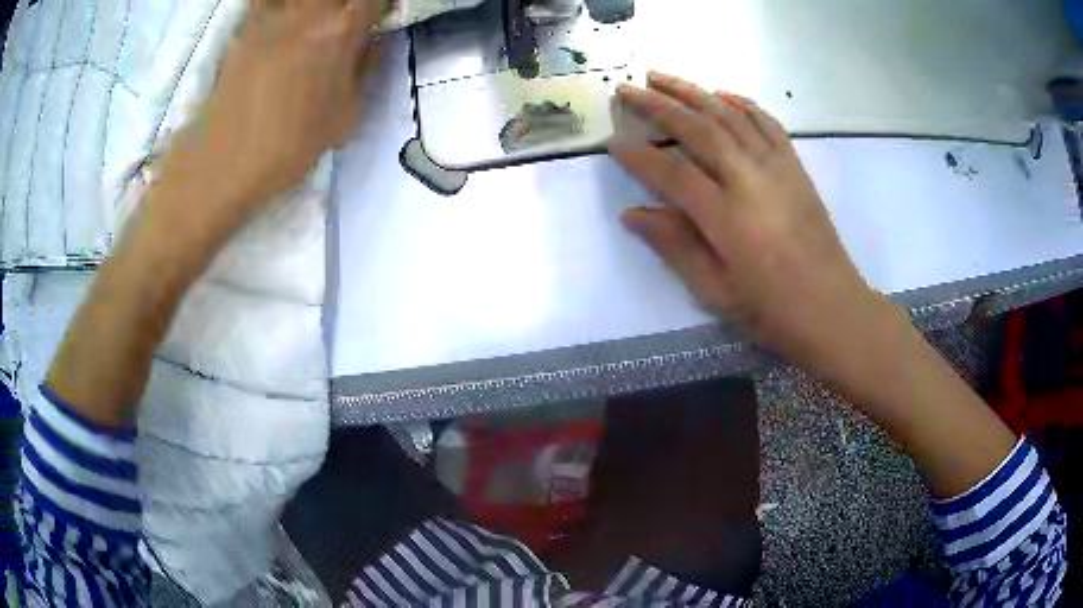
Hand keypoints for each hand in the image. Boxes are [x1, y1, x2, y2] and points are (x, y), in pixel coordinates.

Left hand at [165, 0, 384, 226]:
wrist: (226, 163)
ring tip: (311, 22)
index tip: (371, 19)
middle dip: (342, 5)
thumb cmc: (290, 145)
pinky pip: (266, 3)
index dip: (373, 6)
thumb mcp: (345, 115)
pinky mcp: (244, 29)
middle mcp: (307, 13)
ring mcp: (271, 17)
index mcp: (340, 32)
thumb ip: (366, 69)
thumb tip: (376, 40)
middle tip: (342, 20)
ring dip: (309, 7)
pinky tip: (281, 23)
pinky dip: (276, 7)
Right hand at [609, 72, 905, 386]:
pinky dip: (742, 104)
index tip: (613, 142)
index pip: (672, 173)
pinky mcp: (796, 167)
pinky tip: (722, 94)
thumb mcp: (716, 290)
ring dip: (693, 92)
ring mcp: (776, 168)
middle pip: (698, 129)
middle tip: (627, 89)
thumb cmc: (772, 310)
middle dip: (658, 105)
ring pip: (730, 116)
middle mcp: (750, 180)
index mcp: (726, 217)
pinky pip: (767, 124)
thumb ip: (674, 246)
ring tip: (662, 77)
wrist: (832, 308)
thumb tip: (632, 213)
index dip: (638, 156)